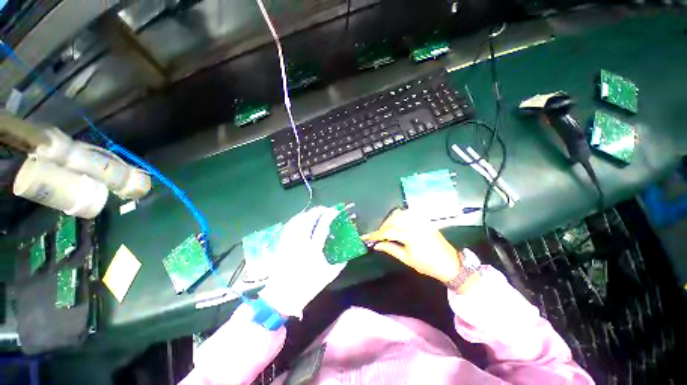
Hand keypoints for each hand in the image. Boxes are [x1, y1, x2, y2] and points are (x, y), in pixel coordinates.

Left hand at [259, 206, 346, 317]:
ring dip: (306, 214)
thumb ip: (340, 263)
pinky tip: (299, 219)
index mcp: (313, 249)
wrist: (283, 297)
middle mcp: (300, 242)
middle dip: (317, 211)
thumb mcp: (328, 275)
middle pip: (308, 220)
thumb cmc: (307, 287)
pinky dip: (295, 220)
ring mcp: (289, 242)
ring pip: (297, 222)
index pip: (322, 226)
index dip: (329, 215)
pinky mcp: (281, 245)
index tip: (335, 210)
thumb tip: (347, 253)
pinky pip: (288, 228)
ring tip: (313, 212)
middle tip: (325, 209)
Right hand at [362, 209, 461, 282]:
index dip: (375, 235)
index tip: (365, 237)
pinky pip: (408, 215)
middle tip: (376, 237)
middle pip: (392, 221)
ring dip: (389, 221)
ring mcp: (420, 221)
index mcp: (410, 235)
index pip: (387, 232)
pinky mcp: (423, 221)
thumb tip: (377, 245)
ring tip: (385, 231)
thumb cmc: (428, 265)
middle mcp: (414, 224)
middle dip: (381, 228)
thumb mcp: (407, 259)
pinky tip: (396, 224)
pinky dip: (398, 217)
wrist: (450, 264)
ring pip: (399, 215)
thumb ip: (391, 249)